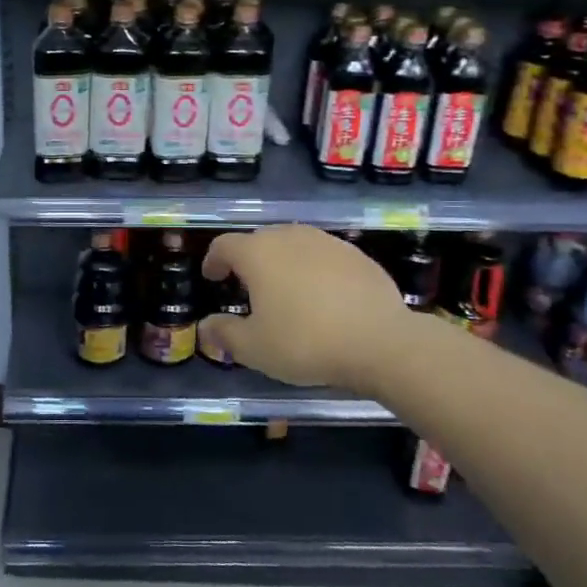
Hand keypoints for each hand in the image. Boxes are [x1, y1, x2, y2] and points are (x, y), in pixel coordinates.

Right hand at [199, 226, 410, 390]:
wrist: (381, 342)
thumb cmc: (306, 342)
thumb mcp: (254, 348)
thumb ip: (224, 333)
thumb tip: (205, 326)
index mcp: (258, 253)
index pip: (224, 245)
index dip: (213, 260)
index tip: (213, 278)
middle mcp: (289, 237)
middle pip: (259, 240)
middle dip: (248, 260)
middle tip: (247, 287)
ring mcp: (326, 242)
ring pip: (293, 244)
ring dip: (282, 261)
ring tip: (284, 289)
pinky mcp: (356, 254)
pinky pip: (323, 255)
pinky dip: (313, 269)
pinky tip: (322, 296)